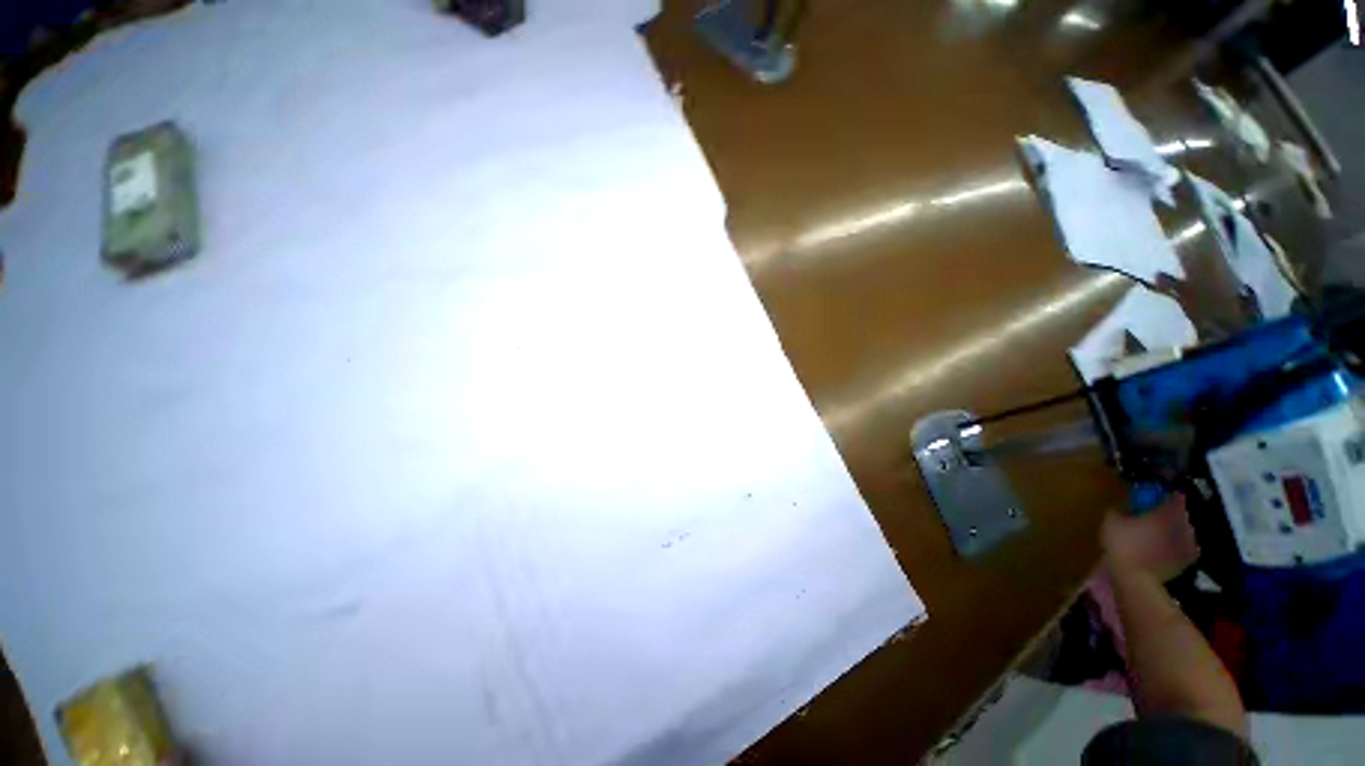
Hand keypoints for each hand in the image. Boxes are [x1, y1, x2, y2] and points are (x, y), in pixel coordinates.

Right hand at [1101, 494, 1198, 581]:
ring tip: (1160, 532)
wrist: (1135, 578)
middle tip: (1156, 514)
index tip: (1158, 494)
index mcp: (1168, 512)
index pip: (1176, 495)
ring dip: (1174, 530)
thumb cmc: (1124, 544)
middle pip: (1182, 514)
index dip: (1168, 494)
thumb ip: (1119, 510)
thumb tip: (1123, 505)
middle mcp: (1184, 525)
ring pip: (1184, 531)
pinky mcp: (1187, 561)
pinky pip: (1183, 548)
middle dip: (1172, 513)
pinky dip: (1175, 546)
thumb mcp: (1112, 521)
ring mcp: (1188, 544)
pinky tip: (1163, 549)